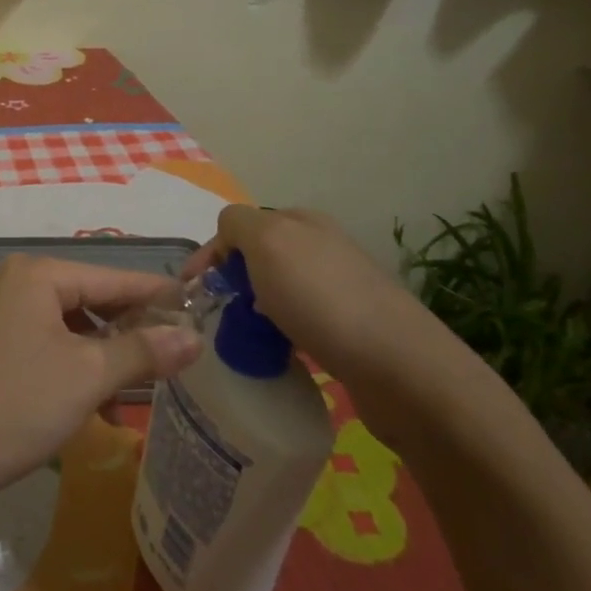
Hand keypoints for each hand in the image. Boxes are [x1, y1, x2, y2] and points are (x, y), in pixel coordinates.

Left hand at [0, 256, 201, 520]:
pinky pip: (45, 346)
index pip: (115, 277)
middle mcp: (15, 283)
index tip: (200, 312)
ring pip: (69, 328)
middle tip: (173, 362)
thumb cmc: (15, 404)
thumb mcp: (88, 376)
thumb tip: (193, 336)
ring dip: (102, 358)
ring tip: (130, 399)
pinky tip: (91, 406)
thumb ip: (143, 351)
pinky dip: (72, 369)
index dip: (158, 295)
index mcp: (38, 275)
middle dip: (130, 333)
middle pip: (91, 300)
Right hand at [185, 206, 484, 439]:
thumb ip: (238, 224)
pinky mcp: (352, 328)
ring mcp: (341, 288)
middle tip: (216, 311)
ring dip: (254, 308)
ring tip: (243, 335)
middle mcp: (323, 247)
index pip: (240, 225)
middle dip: (232, 279)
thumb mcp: (268, 242)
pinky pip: (298, 321)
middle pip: (260, 257)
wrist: (400, 368)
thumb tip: (229, 233)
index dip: (212, 252)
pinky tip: (278, 350)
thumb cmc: (322, 299)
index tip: (190, 289)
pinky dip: (279, 332)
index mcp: (302, 222)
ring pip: (278, 290)